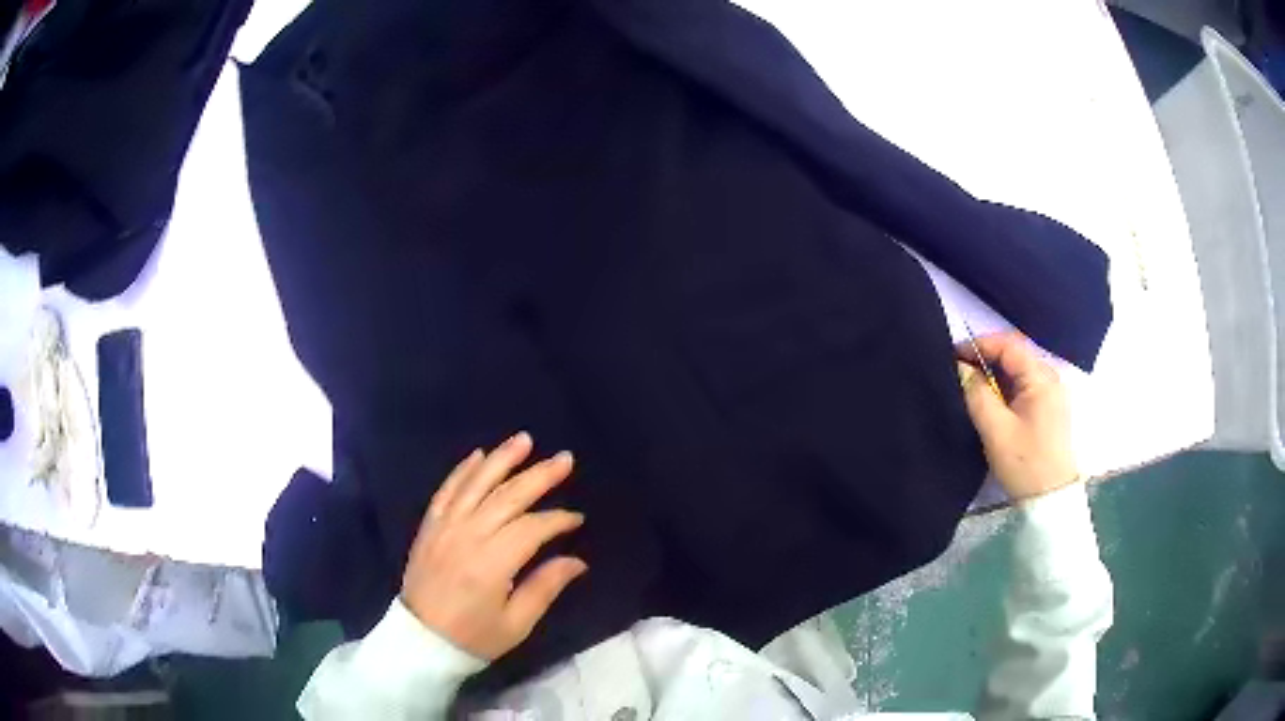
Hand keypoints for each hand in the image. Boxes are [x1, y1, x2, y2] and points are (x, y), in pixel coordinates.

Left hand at [401, 432, 587, 660]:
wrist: (419, 641)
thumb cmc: (473, 637)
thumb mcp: (516, 624)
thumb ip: (545, 587)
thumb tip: (577, 561)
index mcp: (492, 564)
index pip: (531, 528)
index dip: (557, 519)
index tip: (576, 519)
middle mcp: (467, 536)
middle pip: (507, 497)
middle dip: (539, 476)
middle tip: (565, 459)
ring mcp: (444, 528)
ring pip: (476, 484)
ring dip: (501, 460)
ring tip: (524, 439)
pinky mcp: (429, 527)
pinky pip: (446, 491)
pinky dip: (463, 471)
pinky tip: (479, 455)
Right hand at [957, 332, 1077, 500]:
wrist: (1050, 498)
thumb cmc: (1024, 463)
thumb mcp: (995, 430)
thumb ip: (976, 394)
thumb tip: (961, 368)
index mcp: (1041, 378)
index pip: (1009, 345)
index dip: (980, 344)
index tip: (954, 355)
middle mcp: (1050, 377)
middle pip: (1015, 354)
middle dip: (986, 357)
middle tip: (959, 369)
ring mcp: (1052, 392)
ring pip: (1019, 370)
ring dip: (995, 372)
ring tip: (971, 384)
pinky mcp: (1049, 406)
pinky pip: (1025, 384)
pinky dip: (1005, 386)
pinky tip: (991, 398)